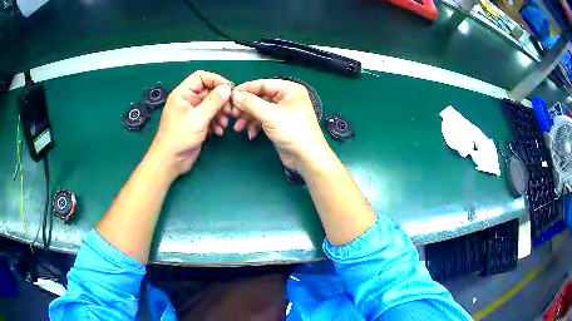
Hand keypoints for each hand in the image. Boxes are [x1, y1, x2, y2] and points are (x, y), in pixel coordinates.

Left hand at [149, 71, 231, 178]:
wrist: (171, 161)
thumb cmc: (180, 136)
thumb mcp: (198, 118)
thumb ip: (214, 101)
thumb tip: (227, 87)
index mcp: (183, 93)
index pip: (201, 77)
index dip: (216, 80)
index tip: (229, 90)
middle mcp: (188, 100)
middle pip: (209, 91)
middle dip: (221, 101)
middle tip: (229, 111)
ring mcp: (192, 112)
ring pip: (212, 105)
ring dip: (220, 113)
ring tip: (224, 124)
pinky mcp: (197, 124)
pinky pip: (210, 117)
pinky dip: (216, 123)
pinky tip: (219, 132)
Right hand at [231, 79, 329, 172]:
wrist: (306, 157)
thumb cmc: (292, 131)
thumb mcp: (270, 114)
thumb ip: (251, 103)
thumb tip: (235, 94)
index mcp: (290, 90)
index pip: (264, 84)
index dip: (246, 89)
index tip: (231, 96)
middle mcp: (287, 98)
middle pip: (260, 97)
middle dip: (246, 107)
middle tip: (232, 114)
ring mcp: (283, 112)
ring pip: (260, 110)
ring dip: (248, 118)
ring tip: (238, 127)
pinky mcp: (279, 125)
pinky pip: (263, 121)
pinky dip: (255, 126)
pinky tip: (250, 134)